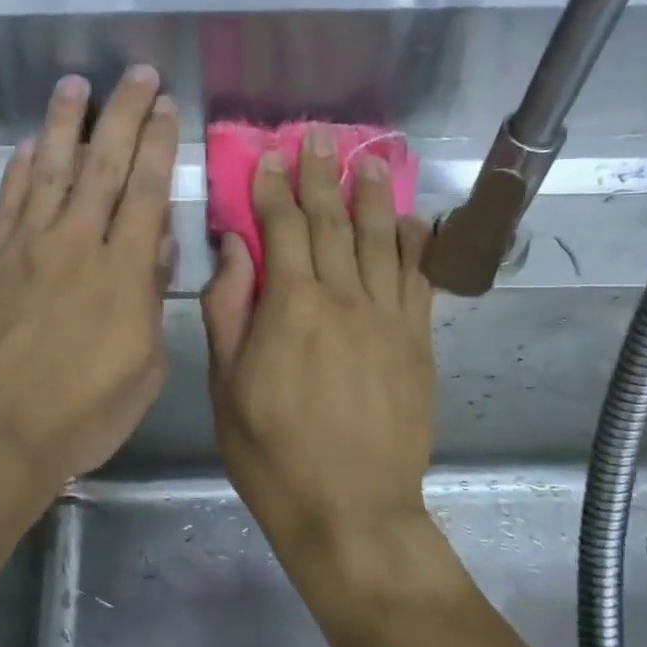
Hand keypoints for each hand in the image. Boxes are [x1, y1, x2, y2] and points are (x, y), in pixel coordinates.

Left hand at [0, 67, 176, 489]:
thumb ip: (149, 301)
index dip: (157, 143)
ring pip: (49, 171)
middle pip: (103, 166)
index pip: (146, 191)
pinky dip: (17, 171)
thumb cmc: (78, 416)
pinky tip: (24, 147)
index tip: (166, 105)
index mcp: (123, 273)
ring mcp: (24, 249)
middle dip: (123, 114)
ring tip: (74, 84)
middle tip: (136, 73)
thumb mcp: (143, 370)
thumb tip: (153, 246)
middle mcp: (75, 245)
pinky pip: (5, 205)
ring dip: (64, 125)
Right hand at [202, 128, 435, 560]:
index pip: (282, 229)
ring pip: (381, 241)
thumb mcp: (226, 386)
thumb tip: (234, 249)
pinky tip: (413, 220)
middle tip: (320, 138)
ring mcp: (387, 318)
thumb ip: (228, 311)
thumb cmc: (272, 452)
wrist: (350, 509)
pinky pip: (419, 281)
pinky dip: (416, 246)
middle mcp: (343, 298)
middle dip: (322, 176)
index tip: (270, 157)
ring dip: (372, 196)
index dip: (274, 189)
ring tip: (368, 159)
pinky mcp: (417, 343)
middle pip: (332, 223)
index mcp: (290, 306)